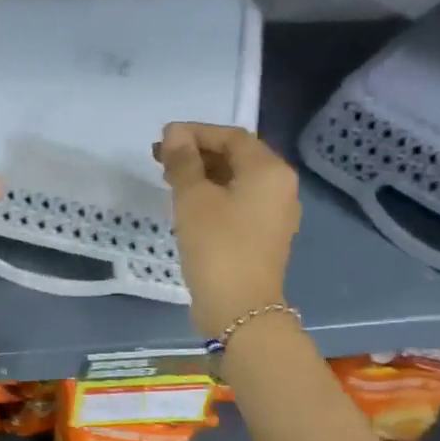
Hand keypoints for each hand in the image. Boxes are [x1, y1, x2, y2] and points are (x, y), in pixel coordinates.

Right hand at [154, 122, 301, 337]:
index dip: (196, 133)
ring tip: (168, 178)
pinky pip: (238, 202)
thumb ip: (183, 161)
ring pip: (236, 180)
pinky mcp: (263, 235)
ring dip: (203, 174)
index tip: (163, 138)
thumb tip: (174, 134)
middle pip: (237, 156)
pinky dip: (213, 195)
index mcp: (269, 171)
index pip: (231, 136)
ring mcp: (274, 213)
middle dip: (198, 152)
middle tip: (160, 157)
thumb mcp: (193, 198)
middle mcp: (279, 187)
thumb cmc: (217, 245)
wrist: (239, 308)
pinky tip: (187, 203)